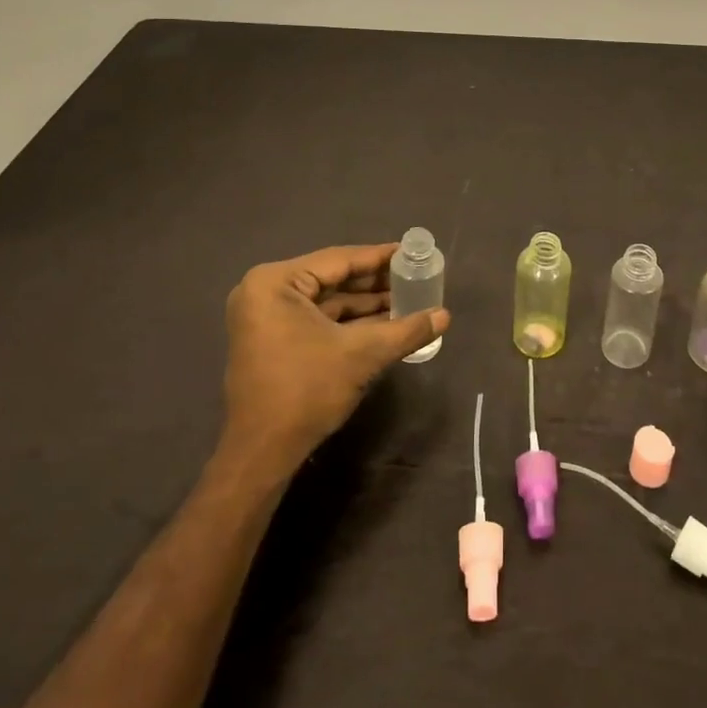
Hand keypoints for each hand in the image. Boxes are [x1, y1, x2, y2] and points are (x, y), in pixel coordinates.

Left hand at [221, 244, 450, 475]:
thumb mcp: (362, 354)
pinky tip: (384, 322)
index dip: (380, 257)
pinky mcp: (271, 339)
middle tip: (415, 277)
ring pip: (326, 300)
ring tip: (408, 300)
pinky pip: (316, 318)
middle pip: (333, 278)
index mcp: (276, 282)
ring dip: (365, 303)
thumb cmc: (306, 391)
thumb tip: (445, 315)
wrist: (261, 455)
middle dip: (375, 282)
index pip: (339, 260)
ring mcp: (265, 317)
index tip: (412, 253)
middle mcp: (265, 291)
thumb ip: (406, 330)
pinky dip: (348, 321)